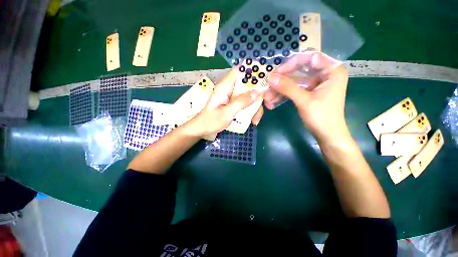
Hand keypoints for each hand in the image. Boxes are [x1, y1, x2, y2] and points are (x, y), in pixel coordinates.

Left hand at [185, 68, 263, 137]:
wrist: (202, 130)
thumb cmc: (211, 121)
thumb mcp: (226, 113)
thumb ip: (241, 102)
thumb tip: (258, 92)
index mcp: (225, 87)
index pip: (239, 70)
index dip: (252, 70)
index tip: (265, 77)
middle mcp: (230, 89)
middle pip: (248, 85)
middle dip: (258, 94)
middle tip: (266, 104)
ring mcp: (232, 97)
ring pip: (249, 96)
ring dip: (255, 106)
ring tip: (256, 120)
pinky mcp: (233, 104)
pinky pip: (246, 104)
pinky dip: (251, 111)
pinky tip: (253, 120)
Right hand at [266, 52, 348, 142]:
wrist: (327, 135)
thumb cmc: (321, 117)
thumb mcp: (304, 101)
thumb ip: (287, 88)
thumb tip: (270, 78)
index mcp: (331, 70)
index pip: (310, 58)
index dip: (291, 63)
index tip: (276, 73)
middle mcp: (324, 74)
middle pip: (299, 69)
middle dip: (283, 79)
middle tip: (269, 85)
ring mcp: (315, 83)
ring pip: (294, 81)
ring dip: (280, 89)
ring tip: (268, 98)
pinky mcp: (309, 92)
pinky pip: (294, 89)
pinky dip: (283, 94)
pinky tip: (273, 101)